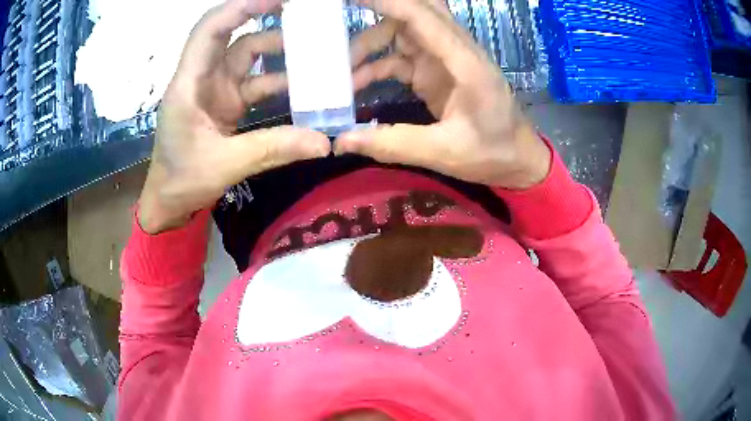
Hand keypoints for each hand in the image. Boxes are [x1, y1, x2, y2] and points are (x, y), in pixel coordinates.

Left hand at [139, 0, 329, 233]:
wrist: (169, 202)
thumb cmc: (182, 181)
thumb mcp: (225, 166)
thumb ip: (273, 149)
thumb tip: (324, 143)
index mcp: (189, 84)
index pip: (210, 30)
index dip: (239, 8)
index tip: (275, 0)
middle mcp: (201, 78)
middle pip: (230, 33)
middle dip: (261, 16)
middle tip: (302, 12)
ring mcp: (214, 89)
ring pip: (245, 54)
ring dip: (276, 49)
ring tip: (313, 48)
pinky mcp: (225, 102)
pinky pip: (254, 80)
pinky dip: (277, 78)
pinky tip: (303, 83)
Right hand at [335, 0, 549, 189]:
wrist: (518, 160)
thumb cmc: (493, 153)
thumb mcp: (445, 152)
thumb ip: (393, 144)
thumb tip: (342, 141)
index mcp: (465, 62)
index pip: (423, 15)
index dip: (388, 2)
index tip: (352, 0)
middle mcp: (454, 51)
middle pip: (414, 13)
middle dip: (378, 13)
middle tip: (339, 20)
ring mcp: (444, 60)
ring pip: (402, 34)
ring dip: (370, 45)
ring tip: (341, 71)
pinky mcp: (436, 73)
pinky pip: (400, 58)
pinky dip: (377, 66)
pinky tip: (357, 85)